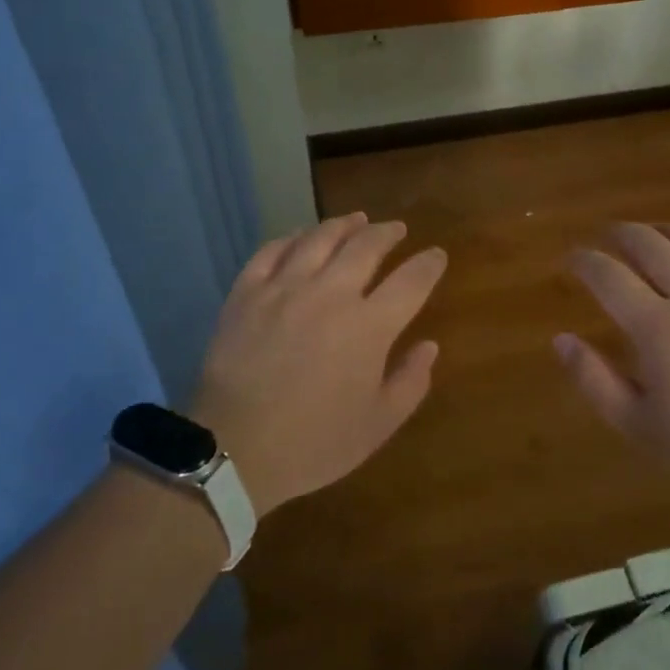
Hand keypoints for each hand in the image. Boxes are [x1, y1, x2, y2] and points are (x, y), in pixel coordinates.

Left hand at [192, 212, 447, 516]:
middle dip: (388, 233)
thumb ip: (410, 382)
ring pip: (320, 238)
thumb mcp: (377, 425)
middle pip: (366, 246)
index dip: (428, 264)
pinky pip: (272, 250)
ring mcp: (284, 288)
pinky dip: (291, 238)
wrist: (234, 449)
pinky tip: (300, 237)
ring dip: (344, 224)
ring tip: (356, 219)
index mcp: (369, 326)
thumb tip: (429, 345)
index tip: (436, 256)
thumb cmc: (313, 443)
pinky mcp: (247, 292)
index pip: (411, 281)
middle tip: (396, 229)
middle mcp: (331, 293)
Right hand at [556, 223, 669, 510]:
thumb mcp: (641, 428)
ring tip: (652, 236)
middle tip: (607, 236)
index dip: (584, 260)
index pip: (608, 275)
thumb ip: (596, 381)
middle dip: (620, 233)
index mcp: (657, 327)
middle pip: (649, 243)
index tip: (572, 258)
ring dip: (664, 231)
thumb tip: (561, 339)